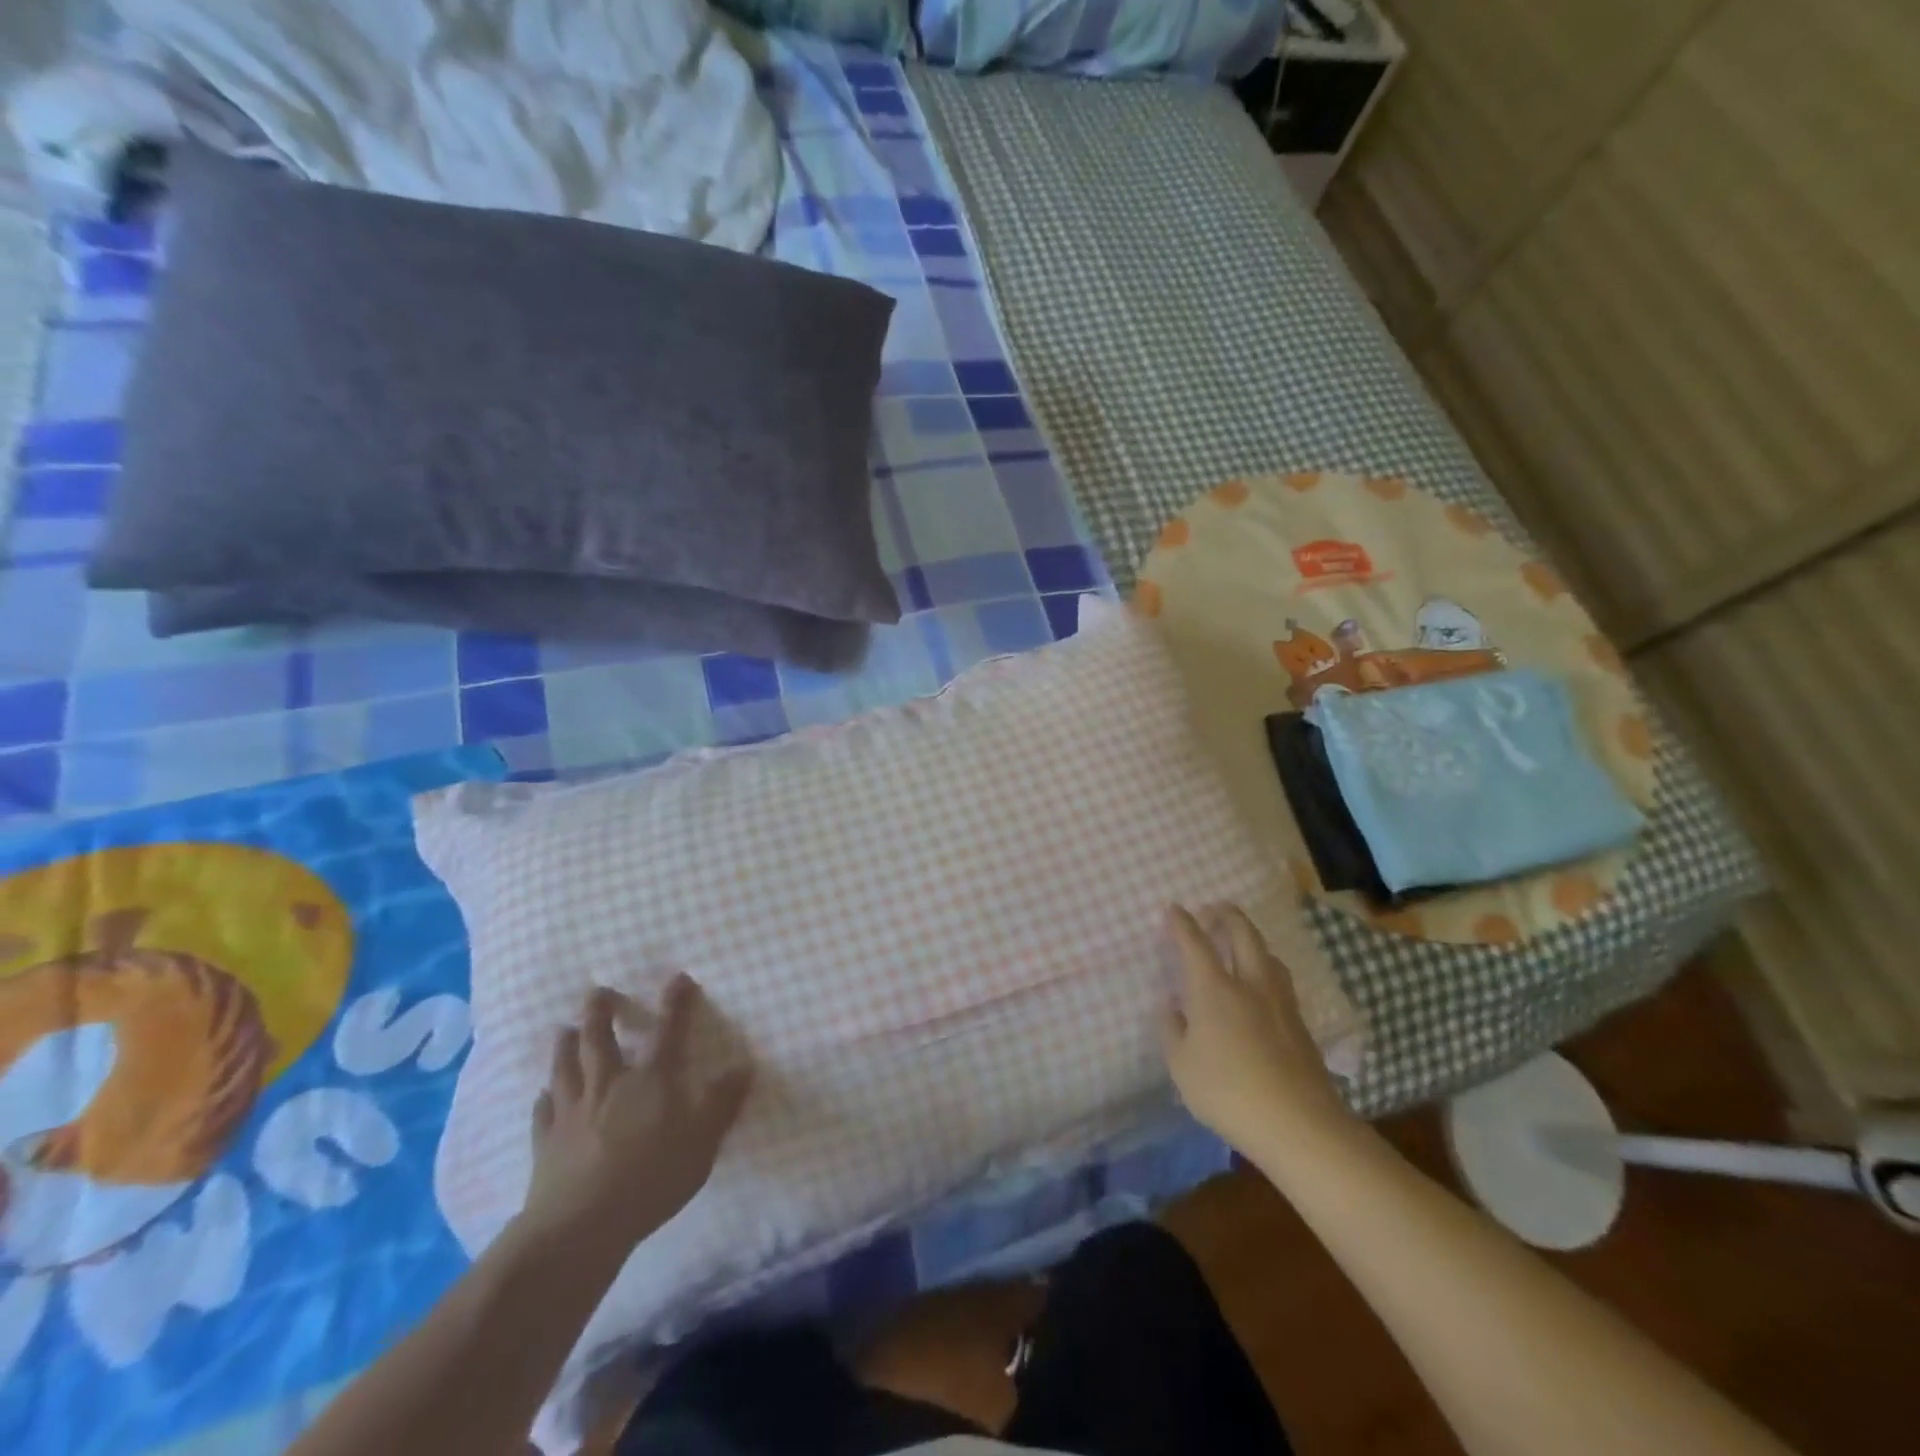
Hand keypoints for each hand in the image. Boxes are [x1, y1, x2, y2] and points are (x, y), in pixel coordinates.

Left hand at [518, 975, 752, 1258]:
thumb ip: (723, 1101)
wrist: (580, 1225)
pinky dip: (543, 1100)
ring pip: (566, 1068)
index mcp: (651, 1080)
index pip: (668, 1032)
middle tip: (596, 992)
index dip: (675, 1003)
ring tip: (563, 1029)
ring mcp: (573, 1112)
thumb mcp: (703, 1139)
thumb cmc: (652, 1176)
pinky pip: (543, 1113)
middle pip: (600, 1040)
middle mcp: (609, 1085)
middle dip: (600, 1013)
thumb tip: (744, 1066)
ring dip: (565, 1046)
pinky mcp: (547, 1143)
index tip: (677, 977)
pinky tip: (542, 1095)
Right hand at [1160, 904, 1355, 1157]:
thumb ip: (1172, 1030)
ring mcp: (1280, 1002)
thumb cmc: (1227, 1092)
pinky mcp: (1300, 1024)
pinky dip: (1266, 969)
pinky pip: (1280, 980)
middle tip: (1214, 910)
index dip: (1182, 923)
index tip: (1174, 909)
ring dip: (1251, 940)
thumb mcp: (1181, 1066)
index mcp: (1213, 988)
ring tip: (1241, 944)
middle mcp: (1249, 983)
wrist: (1299, 1124)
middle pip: (1242, 934)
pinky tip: (1261, 987)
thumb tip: (1170, 1006)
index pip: (1195, 943)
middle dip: (1226, 915)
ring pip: (1268, 955)